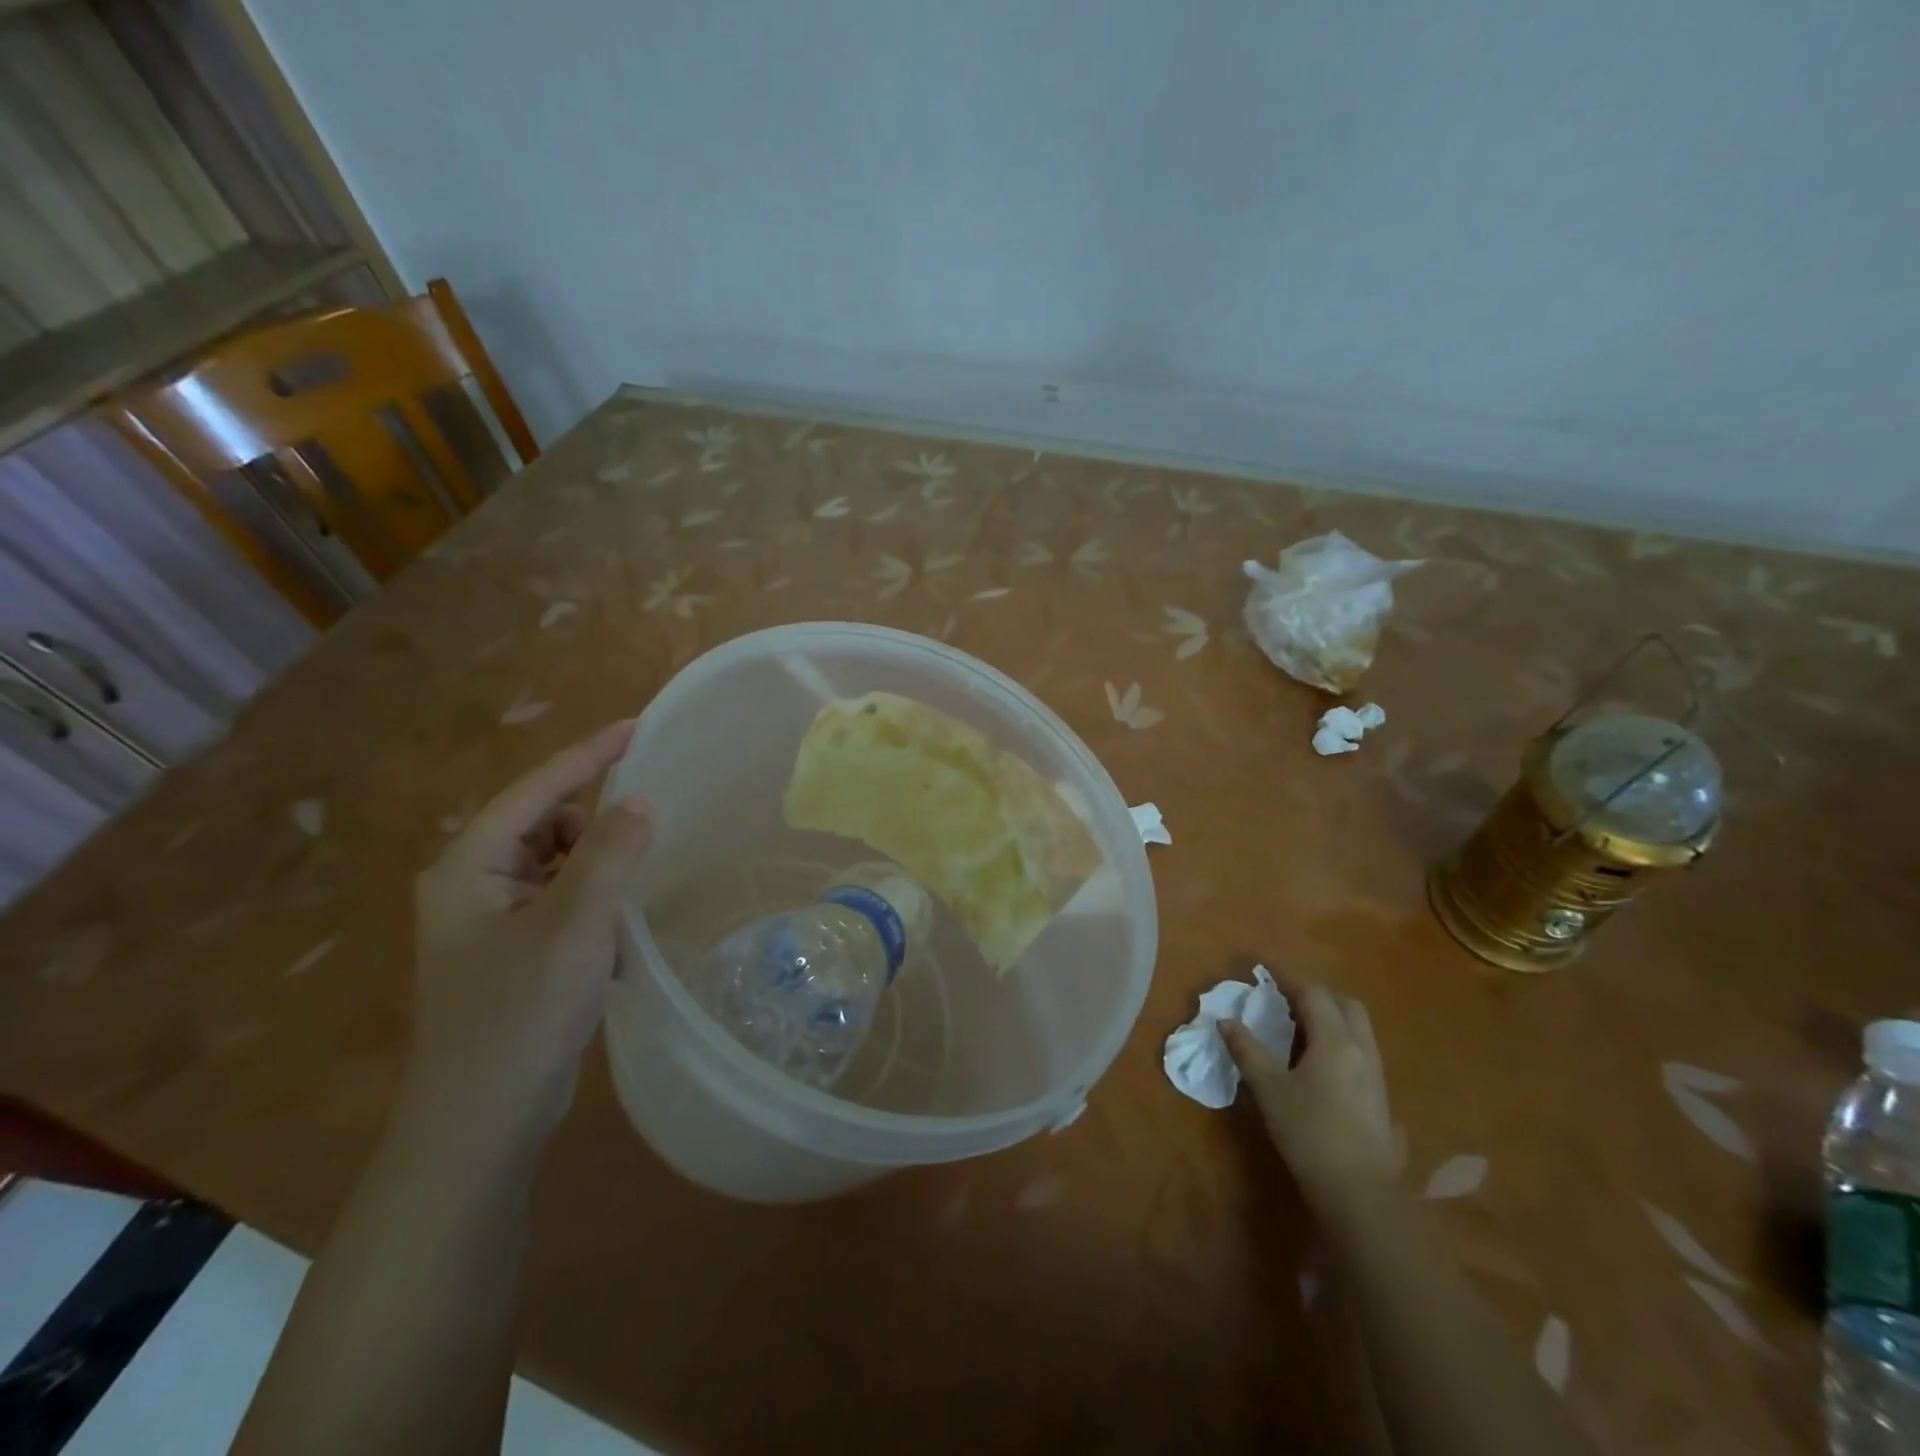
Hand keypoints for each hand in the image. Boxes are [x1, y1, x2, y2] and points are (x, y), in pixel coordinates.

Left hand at [406, 720, 653, 1155]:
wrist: (482, 1123)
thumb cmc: (520, 1015)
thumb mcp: (574, 926)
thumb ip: (611, 855)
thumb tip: (640, 801)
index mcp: (468, 867)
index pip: (536, 790)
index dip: (588, 755)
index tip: (638, 727)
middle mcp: (474, 884)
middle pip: (548, 825)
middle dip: (595, 830)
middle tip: (638, 852)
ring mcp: (494, 920)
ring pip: (561, 865)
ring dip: (600, 873)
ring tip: (626, 906)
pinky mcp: (517, 951)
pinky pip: (565, 900)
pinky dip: (596, 905)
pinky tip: (615, 939)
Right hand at [1221, 973, 1400, 1215]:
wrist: (1361, 1193)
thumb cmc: (1309, 1132)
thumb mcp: (1269, 1089)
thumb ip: (1247, 1050)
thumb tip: (1226, 1021)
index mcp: (1334, 1040)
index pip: (1313, 994)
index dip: (1289, 979)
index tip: (1266, 972)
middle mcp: (1361, 1049)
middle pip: (1345, 1005)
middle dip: (1317, 996)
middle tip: (1287, 1001)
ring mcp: (1376, 1075)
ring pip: (1357, 1030)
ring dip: (1331, 1020)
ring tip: (1299, 1031)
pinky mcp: (1380, 1098)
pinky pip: (1361, 1053)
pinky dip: (1339, 1043)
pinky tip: (1319, 1066)